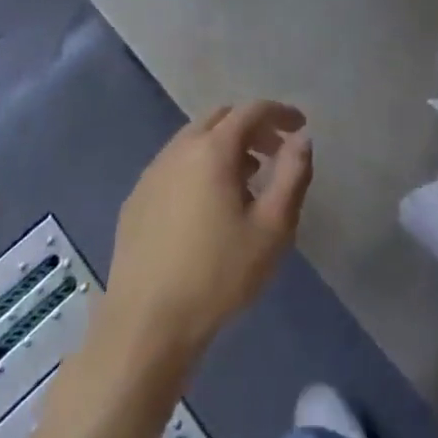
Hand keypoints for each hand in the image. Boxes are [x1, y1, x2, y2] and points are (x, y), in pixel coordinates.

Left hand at [101, 102, 312, 365]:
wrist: (145, 326)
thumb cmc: (218, 275)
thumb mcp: (272, 228)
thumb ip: (293, 175)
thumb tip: (301, 139)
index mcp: (212, 149)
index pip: (251, 111)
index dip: (280, 112)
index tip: (300, 126)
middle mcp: (179, 149)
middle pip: (221, 118)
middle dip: (252, 127)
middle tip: (275, 152)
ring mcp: (152, 173)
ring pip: (194, 140)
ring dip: (225, 147)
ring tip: (247, 181)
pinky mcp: (136, 199)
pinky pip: (175, 165)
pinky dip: (199, 166)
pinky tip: (208, 206)